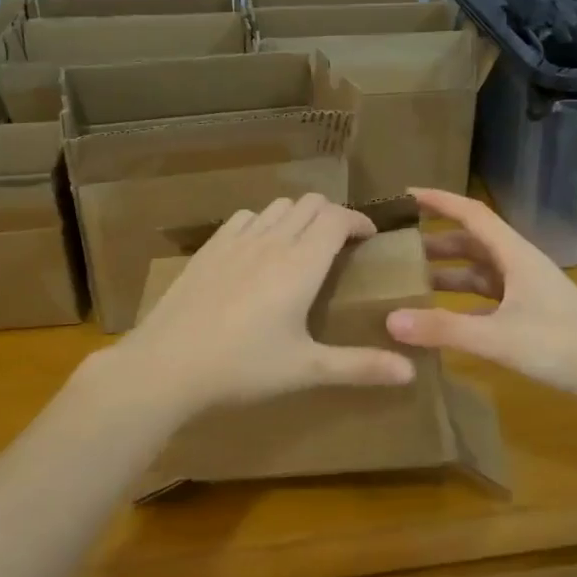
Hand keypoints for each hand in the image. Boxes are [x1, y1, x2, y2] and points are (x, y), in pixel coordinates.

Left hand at [114, 194, 414, 415]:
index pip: (336, 218)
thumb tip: (410, 372)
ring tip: (302, 244)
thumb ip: (359, 366)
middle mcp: (271, 242)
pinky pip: (244, 218)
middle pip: (308, 203)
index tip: (369, 237)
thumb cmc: (243, 367)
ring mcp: (235, 241)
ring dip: (297, 216)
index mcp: (300, 264)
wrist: (167, 365)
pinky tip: (258, 249)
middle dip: (331, 214)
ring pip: (276, 207)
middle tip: (341, 242)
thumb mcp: (306, 370)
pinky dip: (263, 222)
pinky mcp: (208, 249)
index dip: (358, 220)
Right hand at [386, 188, 576, 402]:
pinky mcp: (527, 314)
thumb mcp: (496, 337)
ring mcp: (524, 290)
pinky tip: (439, 317)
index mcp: (513, 254)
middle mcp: (517, 264)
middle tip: (395, 247)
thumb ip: (444, 329)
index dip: (439, 201)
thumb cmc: (559, 344)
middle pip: (470, 242)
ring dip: (445, 272)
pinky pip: (485, 298)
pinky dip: (460, 302)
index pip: (471, 214)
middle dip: (433, 241)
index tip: (405, 195)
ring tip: (408, 281)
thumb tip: (390, 320)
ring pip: (477, 271)